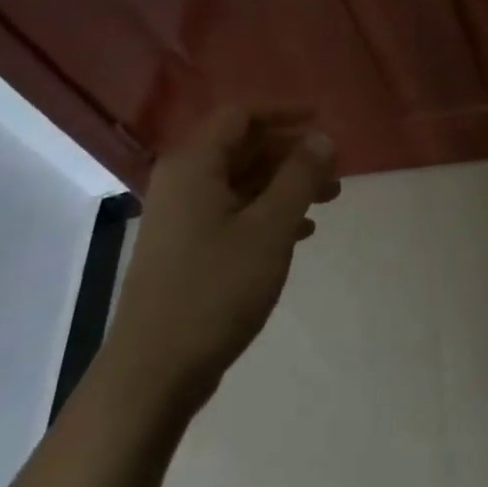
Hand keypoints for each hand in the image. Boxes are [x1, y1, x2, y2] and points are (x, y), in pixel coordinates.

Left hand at [101, 106, 339, 413]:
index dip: (284, 113)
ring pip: (242, 182)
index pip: (241, 116)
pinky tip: (302, 232)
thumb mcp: (270, 227)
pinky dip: (269, 212)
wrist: (153, 373)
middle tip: (334, 168)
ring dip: (286, 184)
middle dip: (292, 153)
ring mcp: (182, 219)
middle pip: (243, 148)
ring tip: (329, 199)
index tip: (322, 121)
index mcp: (195, 166)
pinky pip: (234, 213)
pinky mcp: (186, 250)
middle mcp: (183, 183)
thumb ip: (300, 176)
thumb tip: (322, 138)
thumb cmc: (215, 289)